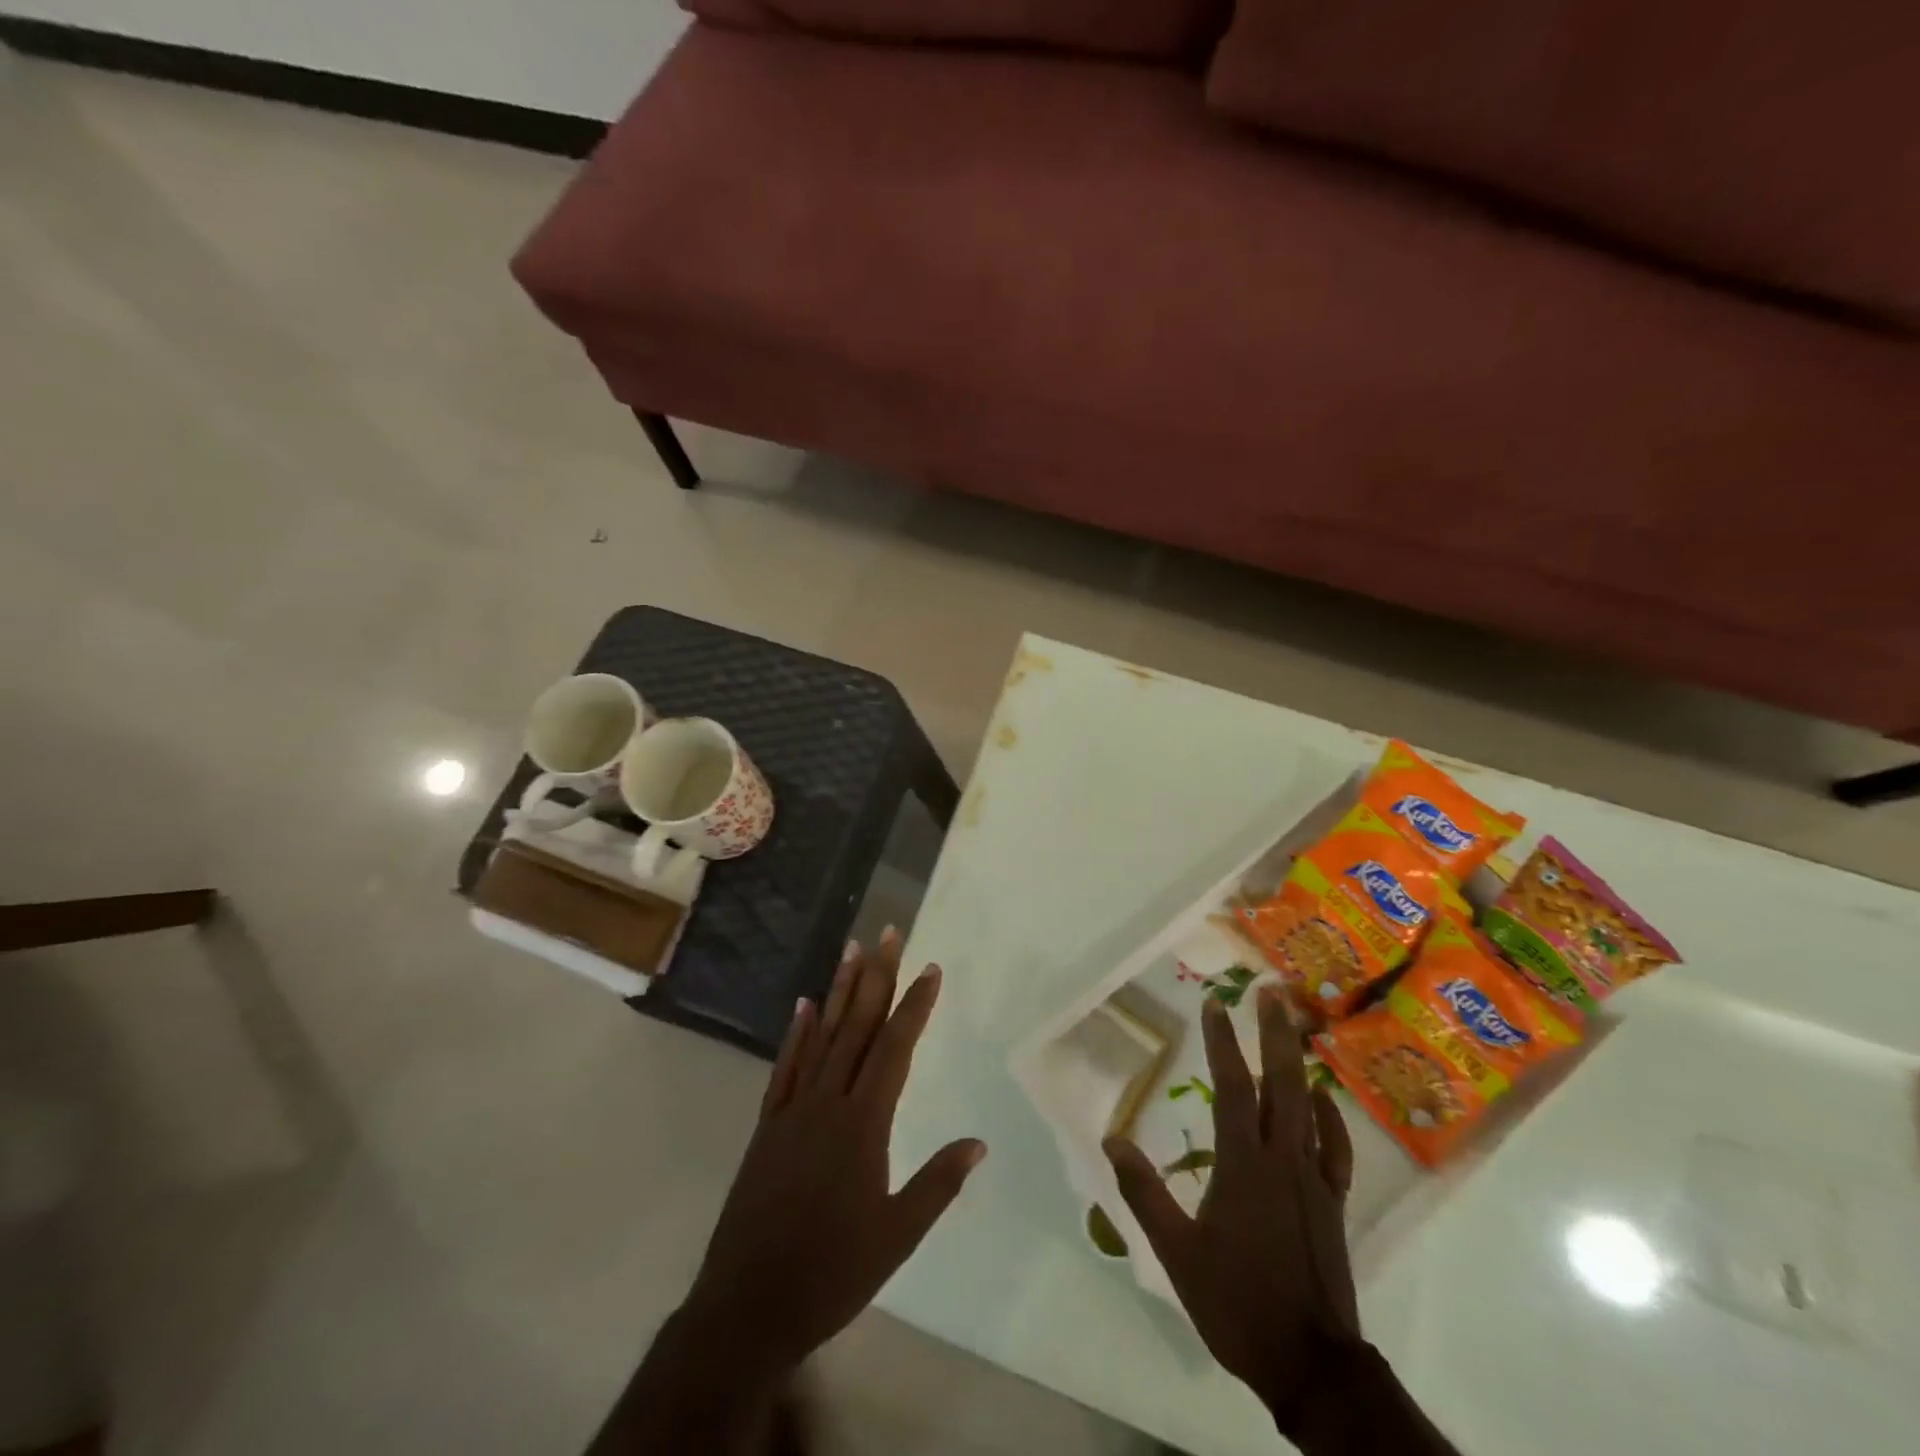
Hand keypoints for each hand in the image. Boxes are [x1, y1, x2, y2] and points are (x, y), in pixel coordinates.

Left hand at [679, 930, 986, 1377]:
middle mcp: (828, 1102)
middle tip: (889, 933)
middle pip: (858, 1027)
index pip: (895, 1048)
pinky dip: (797, 1034)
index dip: (914, 1005)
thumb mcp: (897, 1236)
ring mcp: (792, 1110)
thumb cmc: (831, 1273)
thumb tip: (978, 1142)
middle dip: (877, 977)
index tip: (930, 968)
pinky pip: (785, 1067)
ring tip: (853, 950)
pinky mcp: (767, 1125)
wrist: (747, 1306)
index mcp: (863, 1124)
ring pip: (822, 1036)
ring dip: (840, 991)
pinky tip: (805, 1005)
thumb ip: (937, 1184)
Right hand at [1104, 985, 1358, 1427]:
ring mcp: (1313, 1179)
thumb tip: (1112, 1139)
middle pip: (1282, 1083)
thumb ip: (1144, 1192)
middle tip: (1269, 992)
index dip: (1223, 1043)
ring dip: (1299, 1062)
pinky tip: (1322, 1100)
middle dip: (1275, 1033)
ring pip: (1309, 1106)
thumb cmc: (1237, 1303)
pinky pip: (1333, 1148)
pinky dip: (1329, 1117)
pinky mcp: (1332, 1203)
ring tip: (1293, 1026)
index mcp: (1244, 1165)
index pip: (1234, 1088)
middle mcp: (1282, 1159)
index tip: (1215, 1004)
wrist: (1311, 1366)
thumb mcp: (1176, 1252)